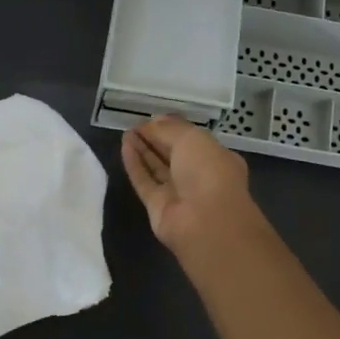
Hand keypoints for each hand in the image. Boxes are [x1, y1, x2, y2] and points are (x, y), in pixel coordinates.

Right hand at [121, 117, 265, 256]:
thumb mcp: (191, 139)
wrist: (204, 220)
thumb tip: (151, 123)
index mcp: (215, 157)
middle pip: (172, 153)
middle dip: (154, 138)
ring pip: (157, 167)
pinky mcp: (158, 206)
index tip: (152, 118)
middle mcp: (198, 175)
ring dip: (142, 149)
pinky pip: (144, 181)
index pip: (191, 139)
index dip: (172, 128)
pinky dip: (135, 164)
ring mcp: (178, 192)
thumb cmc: (207, 171)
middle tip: (134, 124)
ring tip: (126, 132)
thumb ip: (168, 129)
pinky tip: (124, 146)